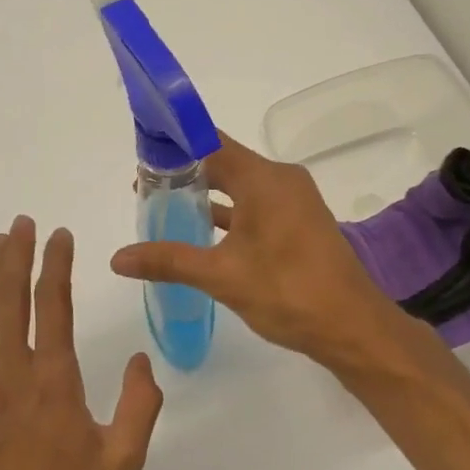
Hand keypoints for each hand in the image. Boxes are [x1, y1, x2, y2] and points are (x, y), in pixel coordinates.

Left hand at [0, 217, 163, 469]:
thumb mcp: (121, 463)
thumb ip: (139, 407)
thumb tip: (140, 361)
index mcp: (54, 382)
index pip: (54, 307)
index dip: (56, 265)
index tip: (59, 235)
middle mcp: (11, 374)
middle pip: (10, 300)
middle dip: (16, 256)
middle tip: (20, 223)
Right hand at [109, 134, 412, 371]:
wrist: (352, 326)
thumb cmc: (288, 292)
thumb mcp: (222, 276)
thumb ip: (169, 261)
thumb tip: (117, 258)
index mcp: (264, 179)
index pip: (210, 143)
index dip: (175, 143)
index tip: (142, 149)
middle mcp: (281, 180)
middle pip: (225, 162)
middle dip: (185, 171)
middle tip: (144, 184)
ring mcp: (294, 202)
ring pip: (241, 186)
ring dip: (207, 194)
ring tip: (165, 205)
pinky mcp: (300, 223)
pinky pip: (257, 206)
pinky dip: (230, 214)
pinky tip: (203, 231)